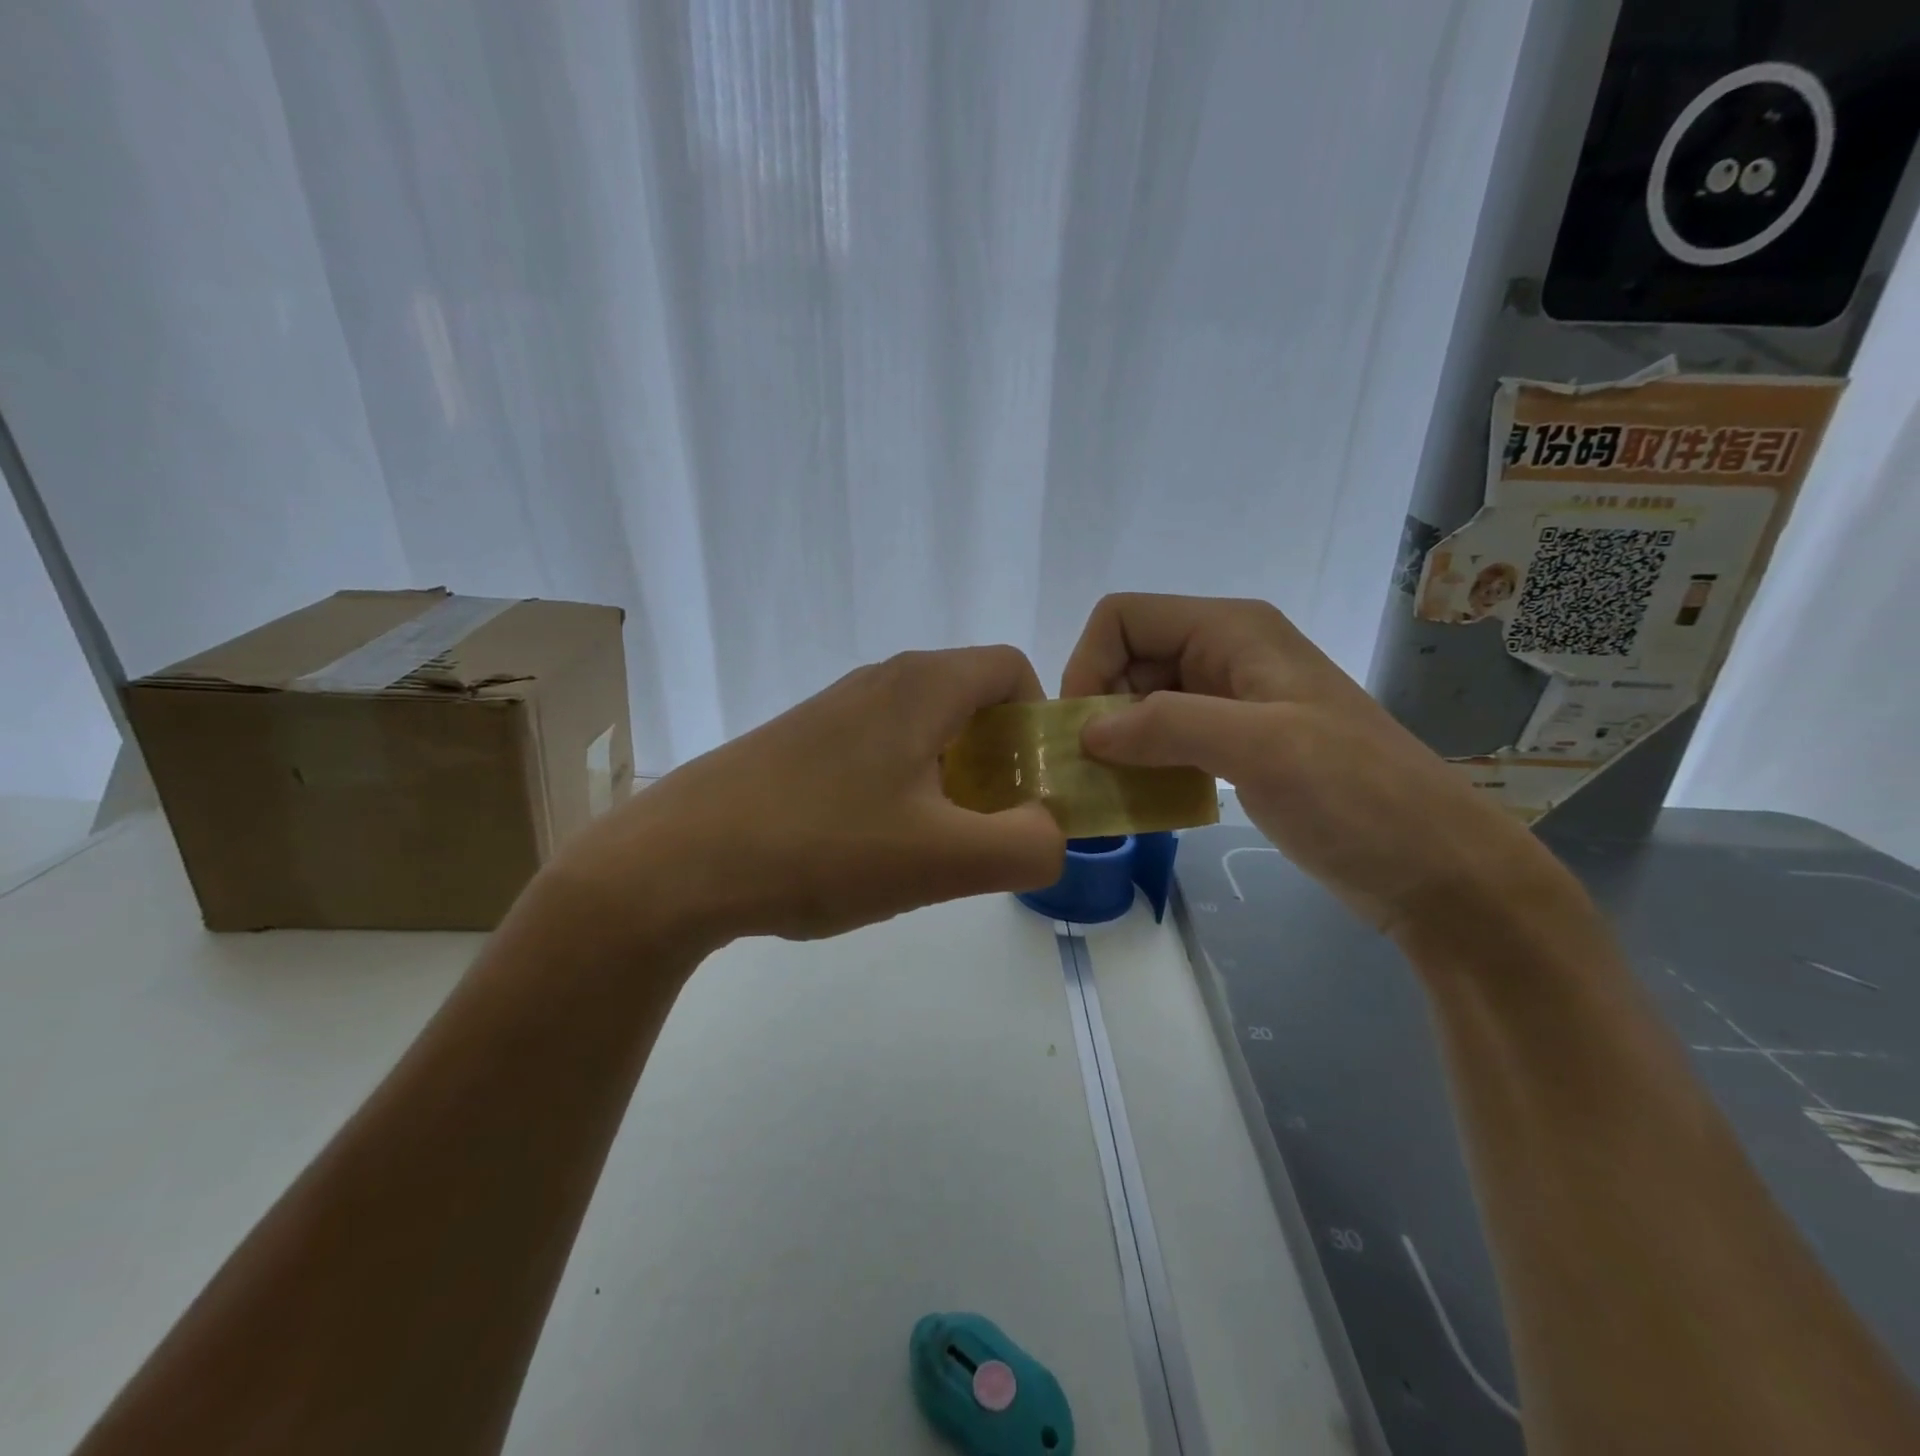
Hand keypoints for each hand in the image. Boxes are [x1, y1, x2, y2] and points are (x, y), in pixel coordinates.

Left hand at [543, 647, 1067, 948]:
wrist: (676, 863)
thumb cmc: (821, 847)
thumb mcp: (944, 860)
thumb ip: (1026, 846)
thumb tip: (1050, 833)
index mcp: (922, 685)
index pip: (1013, 670)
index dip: (1038, 724)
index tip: (1028, 789)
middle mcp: (880, 680)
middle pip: (970, 701)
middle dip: (998, 763)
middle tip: (984, 830)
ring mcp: (834, 709)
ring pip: (924, 731)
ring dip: (948, 782)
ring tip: (927, 849)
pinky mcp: (801, 742)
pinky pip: (879, 752)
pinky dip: (901, 790)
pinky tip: (869, 848)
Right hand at [1060, 593, 1558, 937]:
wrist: (1434, 867)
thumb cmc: (1355, 795)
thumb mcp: (1261, 747)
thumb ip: (1167, 725)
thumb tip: (1086, 732)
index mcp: (1232, 631)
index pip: (1124, 617)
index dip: (1089, 664)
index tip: (1082, 732)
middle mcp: (1227, 654)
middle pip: (1128, 659)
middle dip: (1099, 709)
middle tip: (1090, 770)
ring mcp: (1233, 703)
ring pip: (1143, 703)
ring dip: (1118, 742)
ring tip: (1112, 791)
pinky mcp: (1237, 747)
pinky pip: (1167, 741)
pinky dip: (1144, 764)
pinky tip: (1145, 801)